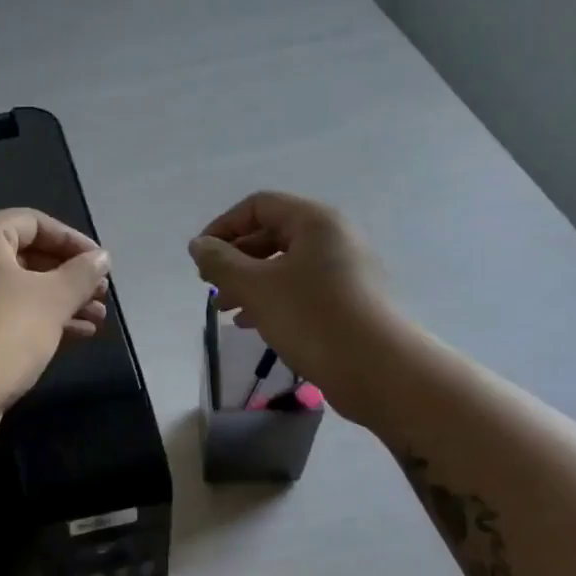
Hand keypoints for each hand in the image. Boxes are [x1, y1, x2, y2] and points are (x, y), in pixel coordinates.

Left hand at [0, 209, 111, 434]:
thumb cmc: (2, 332)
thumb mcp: (52, 299)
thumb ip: (82, 274)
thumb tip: (101, 258)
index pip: (34, 223)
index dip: (73, 241)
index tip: (102, 264)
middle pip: (27, 257)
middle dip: (69, 277)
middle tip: (102, 295)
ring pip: (19, 290)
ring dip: (60, 302)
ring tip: (97, 320)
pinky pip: (7, 314)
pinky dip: (39, 320)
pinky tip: (76, 336)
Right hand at [188, 191, 392, 413]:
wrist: (377, 368)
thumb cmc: (312, 318)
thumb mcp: (256, 287)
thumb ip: (221, 263)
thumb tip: (198, 244)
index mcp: (314, 221)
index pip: (258, 206)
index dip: (223, 227)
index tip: (199, 259)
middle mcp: (333, 237)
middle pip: (272, 234)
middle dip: (235, 260)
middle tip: (209, 287)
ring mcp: (344, 269)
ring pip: (284, 265)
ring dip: (249, 283)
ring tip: (225, 310)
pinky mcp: (347, 300)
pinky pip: (300, 288)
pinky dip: (272, 299)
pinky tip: (252, 324)